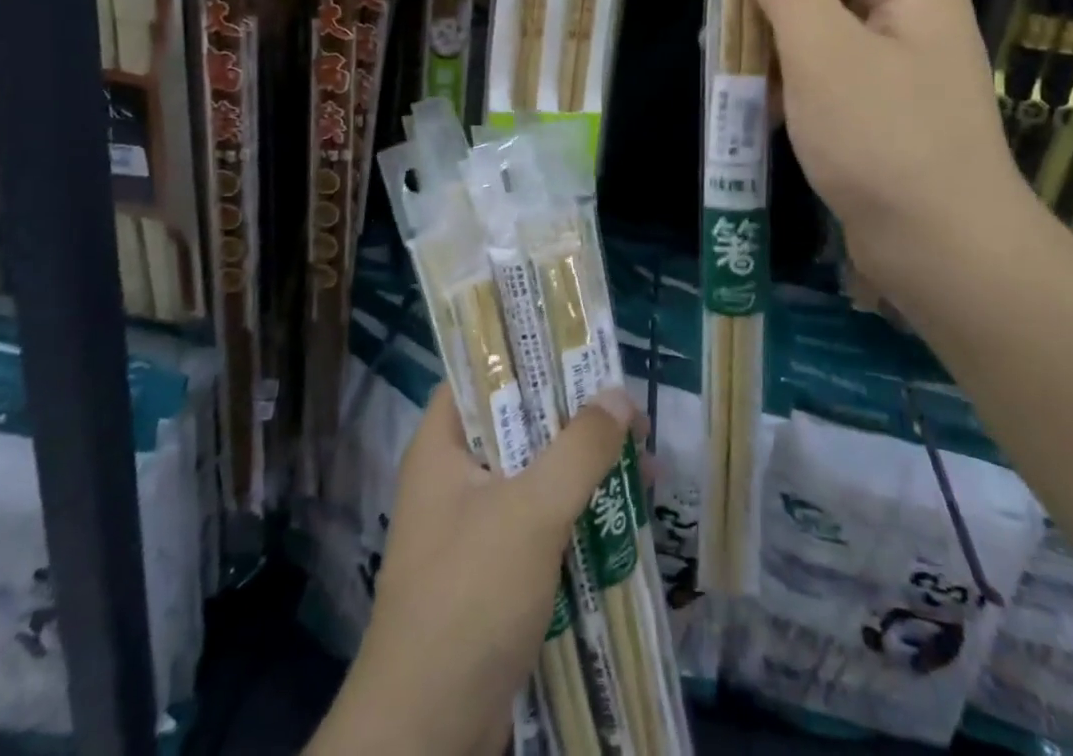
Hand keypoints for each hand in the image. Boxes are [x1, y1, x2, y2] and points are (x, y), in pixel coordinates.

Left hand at [309, 384, 636, 755]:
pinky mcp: (491, 572)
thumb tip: (620, 395)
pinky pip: (539, 522)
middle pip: (518, 424)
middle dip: (576, 419)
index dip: (529, 356)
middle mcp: (452, 476)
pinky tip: (622, 519)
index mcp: (442, 445)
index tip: (581, 354)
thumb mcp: (532, 511)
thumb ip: (579, 448)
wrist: (428, 733)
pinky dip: (576, 514)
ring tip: (644, 467)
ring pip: (535, 475)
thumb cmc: (471, 596)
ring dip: (584, 470)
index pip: (481, 374)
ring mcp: (471, 526)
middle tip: (629, 415)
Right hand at [740, 0, 1034, 291]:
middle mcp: (911, 18)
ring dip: (774, 47)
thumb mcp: (823, 53)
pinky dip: (793, 84)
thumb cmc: (881, 139)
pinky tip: (761, 111)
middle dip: (768, 3)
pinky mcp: (885, 111)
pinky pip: (831, 75)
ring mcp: (900, 68)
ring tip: (731, 76)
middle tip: (719, 37)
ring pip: (823, 31)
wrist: (943, 250)